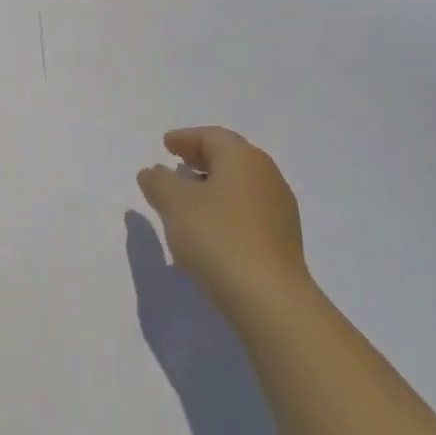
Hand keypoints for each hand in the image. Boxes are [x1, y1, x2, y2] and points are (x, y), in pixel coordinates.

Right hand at [136, 126, 308, 310]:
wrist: (269, 298)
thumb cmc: (218, 238)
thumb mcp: (175, 204)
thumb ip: (159, 182)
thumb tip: (153, 171)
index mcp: (243, 159)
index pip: (212, 136)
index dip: (186, 138)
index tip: (165, 144)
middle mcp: (267, 176)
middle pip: (230, 157)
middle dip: (200, 157)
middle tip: (176, 162)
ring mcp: (279, 209)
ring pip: (240, 184)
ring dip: (213, 184)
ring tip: (188, 196)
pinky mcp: (282, 239)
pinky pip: (248, 209)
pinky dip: (225, 207)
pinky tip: (210, 226)